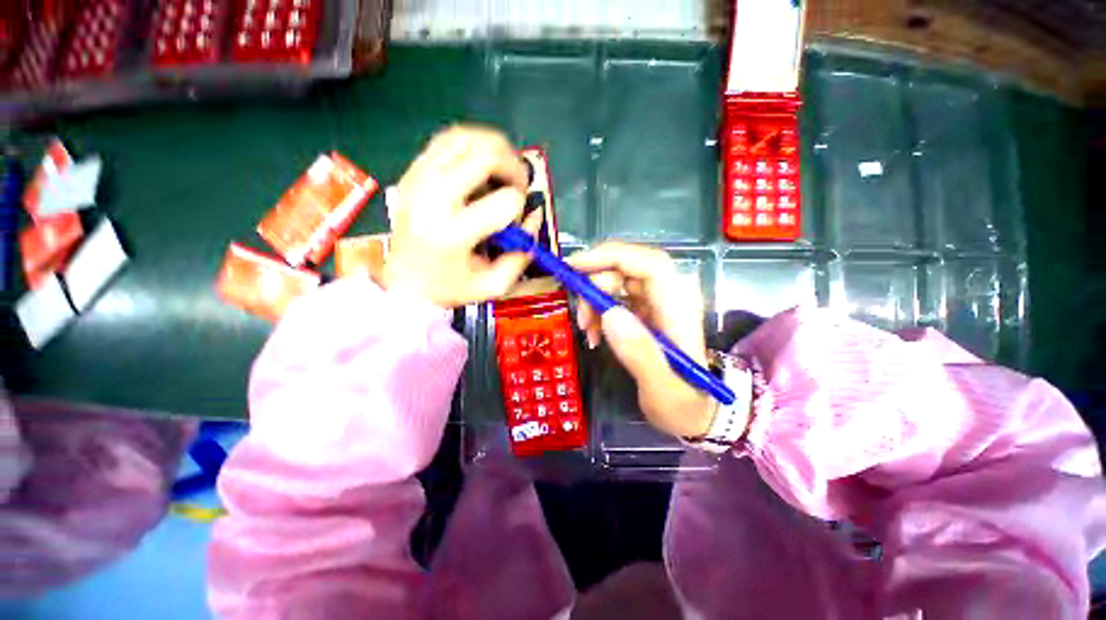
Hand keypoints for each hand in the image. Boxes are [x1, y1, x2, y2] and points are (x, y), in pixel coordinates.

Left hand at [382, 125, 542, 307]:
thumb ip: (522, 254)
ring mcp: (418, 178)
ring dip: (496, 150)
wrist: (405, 282)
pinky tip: (481, 164)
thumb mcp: (495, 285)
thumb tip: (535, 215)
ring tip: (503, 172)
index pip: (505, 201)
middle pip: (486, 155)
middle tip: (519, 185)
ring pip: (467, 137)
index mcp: (453, 233)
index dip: (521, 207)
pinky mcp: (412, 171)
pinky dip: (473, 144)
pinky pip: (448, 138)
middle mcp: (432, 198)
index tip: (516, 222)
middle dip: (515, 167)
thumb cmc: (452, 288)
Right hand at [568, 242, 728, 438]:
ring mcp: (656, 303)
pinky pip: (614, 298)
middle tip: (581, 316)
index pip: (649, 263)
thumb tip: (609, 314)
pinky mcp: (644, 312)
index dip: (611, 256)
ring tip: (586, 331)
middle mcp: (669, 297)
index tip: (575, 266)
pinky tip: (593, 335)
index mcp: (679, 308)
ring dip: (594, 301)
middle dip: (595, 285)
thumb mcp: (662, 389)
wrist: (694, 413)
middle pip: (627, 268)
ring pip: (617, 281)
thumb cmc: (683, 404)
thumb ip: (640, 353)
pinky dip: (598, 312)